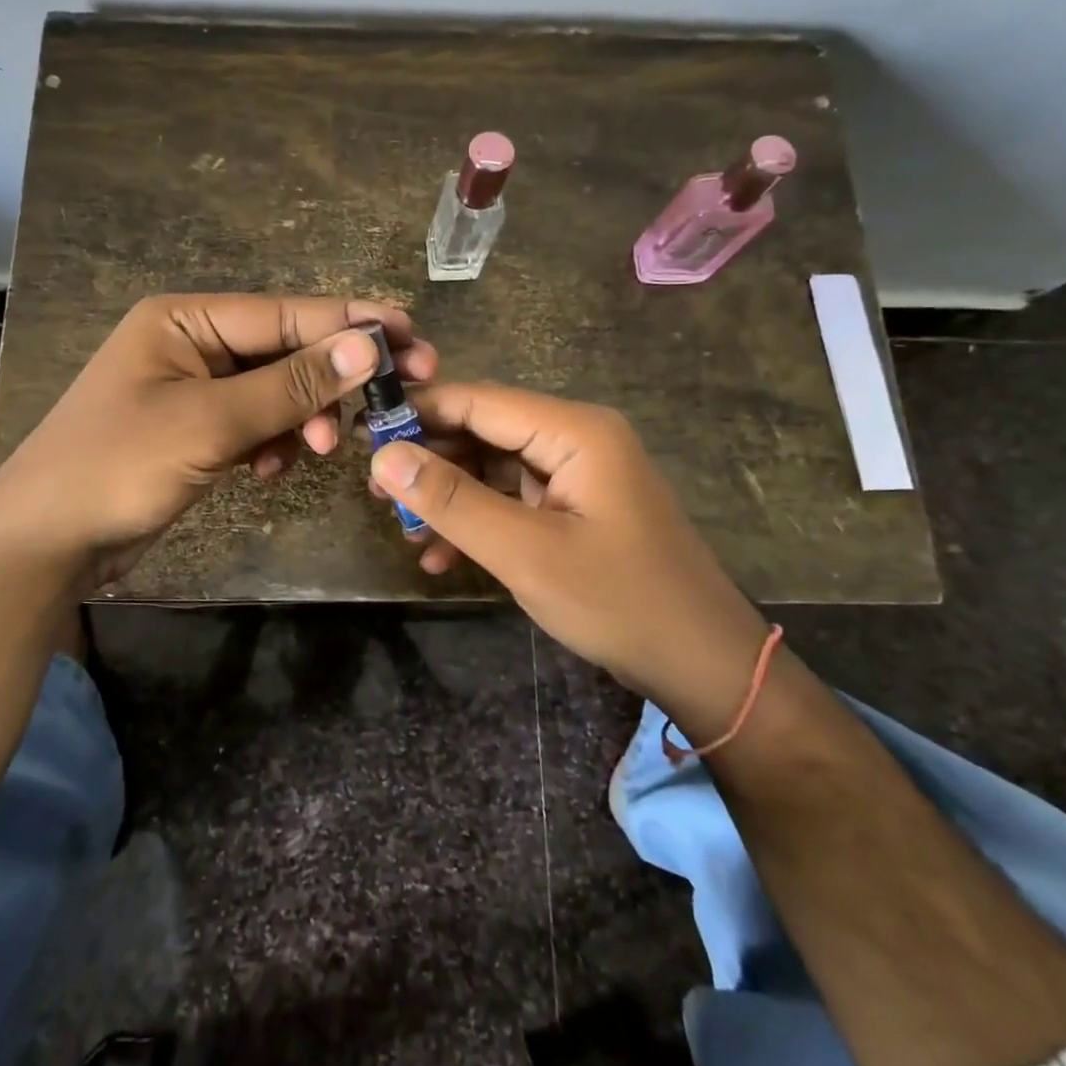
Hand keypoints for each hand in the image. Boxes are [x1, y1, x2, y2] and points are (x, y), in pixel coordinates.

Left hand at [0, 294, 435, 589]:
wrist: (46, 543)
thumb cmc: (117, 467)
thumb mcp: (209, 422)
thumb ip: (291, 384)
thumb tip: (368, 347)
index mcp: (185, 320)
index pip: (285, 313)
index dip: (350, 324)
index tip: (411, 334)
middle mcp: (192, 344)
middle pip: (285, 350)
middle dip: (332, 379)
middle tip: (397, 396)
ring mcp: (194, 390)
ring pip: (276, 392)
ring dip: (303, 417)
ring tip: (318, 448)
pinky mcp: (197, 431)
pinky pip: (255, 424)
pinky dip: (273, 443)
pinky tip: (271, 469)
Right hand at [366, 383, 767, 724]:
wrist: (702, 665)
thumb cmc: (618, 601)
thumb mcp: (525, 552)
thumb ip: (452, 500)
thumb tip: (383, 456)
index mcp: (574, 430)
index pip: (478, 400)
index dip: (418, 412)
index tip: (362, 434)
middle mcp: (576, 438)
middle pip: (484, 431)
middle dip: (430, 461)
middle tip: (375, 494)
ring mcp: (578, 474)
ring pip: (493, 468)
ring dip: (449, 498)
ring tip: (403, 531)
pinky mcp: (576, 507)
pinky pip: (513, 499)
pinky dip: (478, 522)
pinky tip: (442, 557)